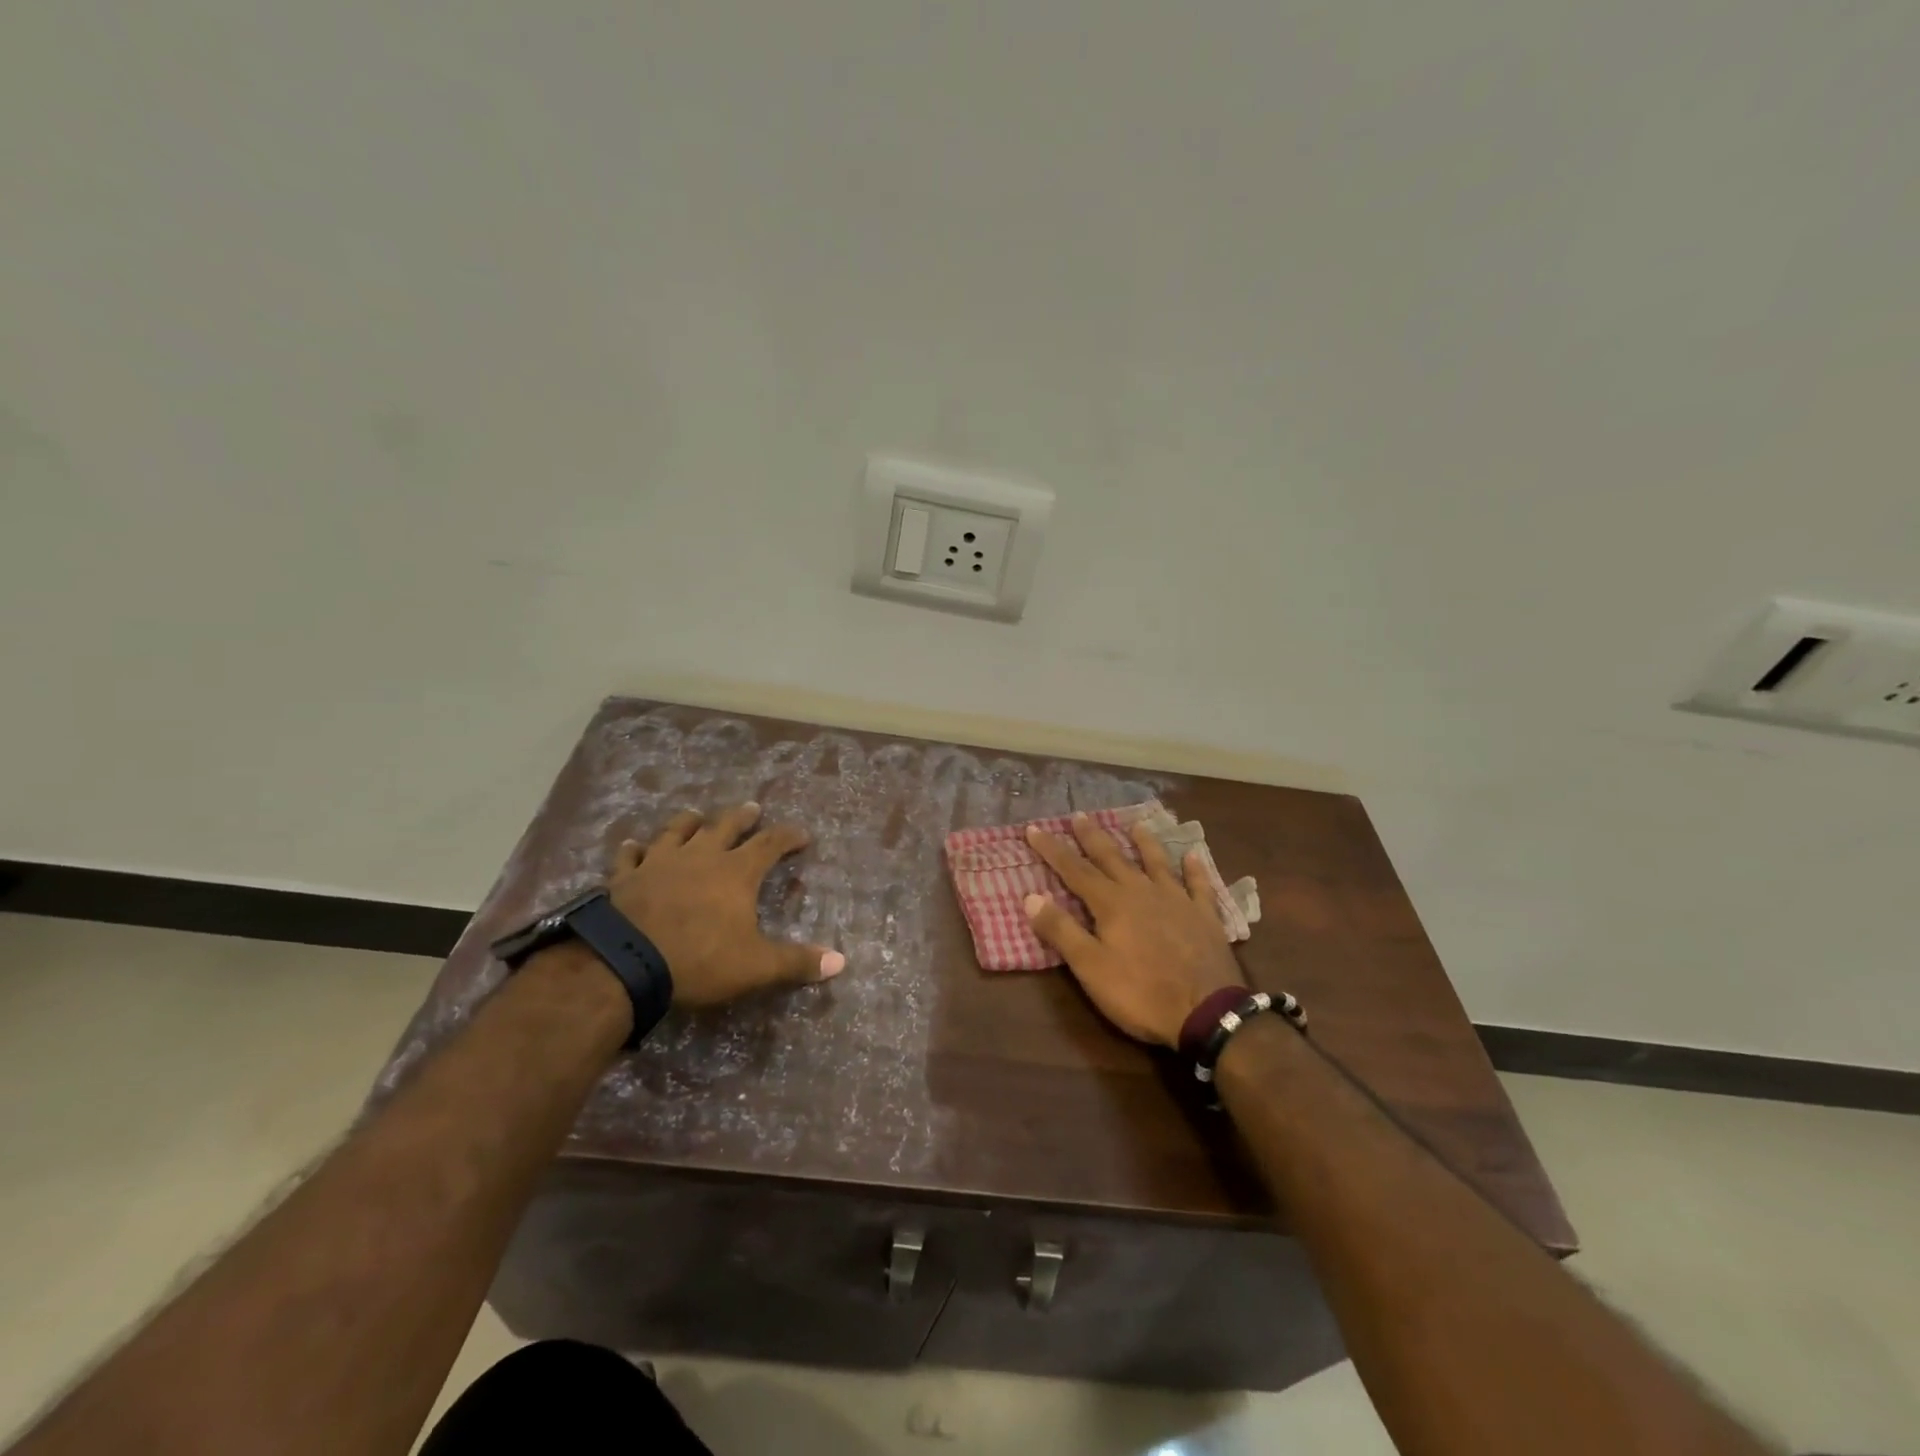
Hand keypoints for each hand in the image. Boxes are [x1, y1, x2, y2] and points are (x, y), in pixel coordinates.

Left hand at [608, 803, 844, 1007]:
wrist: (622, 961)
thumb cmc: (697, 959)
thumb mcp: (755, 966)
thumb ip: (796, 962)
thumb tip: (841, 962)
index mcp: (736, 872)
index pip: (770, 844)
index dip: (788, 837)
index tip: (802, 834)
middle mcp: (700, 857)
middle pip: (725, 826)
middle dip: (742, 817)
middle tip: (752, 808)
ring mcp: (659, 862)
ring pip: (678, 831)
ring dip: (689, 822)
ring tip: (696, 815)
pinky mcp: (625, 876)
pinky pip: (631, 855)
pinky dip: (635, 849)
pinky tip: (633, 845)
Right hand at [1023, 813, 1245, 1047]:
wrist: (1207, 1012)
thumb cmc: (1140, 993)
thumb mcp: (1090, 967)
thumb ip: (1061, 930)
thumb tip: (1030, 897)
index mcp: (1111, 904)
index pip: (1074, 870)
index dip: (1052, 849)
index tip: (1034, 829)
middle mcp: (1142, 892)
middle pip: (1113, 858)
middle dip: (1093, 837)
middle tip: (1080, 815)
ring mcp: (1177, 901)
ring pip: (1157, 863)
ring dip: (1144, 842)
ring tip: (1136, 824)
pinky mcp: (1205, 916)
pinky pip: (1199, 885)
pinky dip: (1195, 870)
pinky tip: (1194, 856)